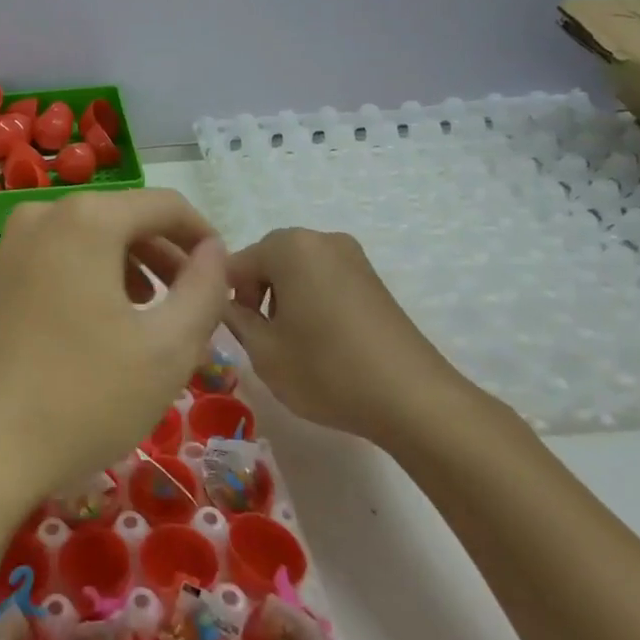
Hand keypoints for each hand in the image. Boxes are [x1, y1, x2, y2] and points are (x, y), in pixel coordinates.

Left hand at [0, 189, 228, 523]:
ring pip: (88, 242)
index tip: (223, 276)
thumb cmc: (81, 397)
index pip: (165, 205)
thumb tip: (213, 252)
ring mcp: (8, 247)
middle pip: (123, 220)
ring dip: (129, 271)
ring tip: (149, 321)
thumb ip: (205, 290)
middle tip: (190, 306)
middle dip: (165, 257)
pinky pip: (56, 263)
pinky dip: (90, 282)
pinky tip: (99, 331)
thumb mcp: (167, 349)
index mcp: (86, 219)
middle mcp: (41, 216)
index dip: (203, 235)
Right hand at [220, 228, 471, 442]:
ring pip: (297, 271)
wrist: (414, 399)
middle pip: (267, 261)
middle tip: (261, 338)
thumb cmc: (326, 370)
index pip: (235, 264)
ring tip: (292, 343)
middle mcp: (320, 240)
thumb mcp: (263, 351)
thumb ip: (234, 319)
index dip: (225, 298)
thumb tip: (225, 304)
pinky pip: (325, 280)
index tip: (234, 333)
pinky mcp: (373, 279)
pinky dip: (312, 302)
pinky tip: (321, 341)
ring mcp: (352, 257)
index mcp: (288, 246)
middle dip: (256, 294)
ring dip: (284, 299)